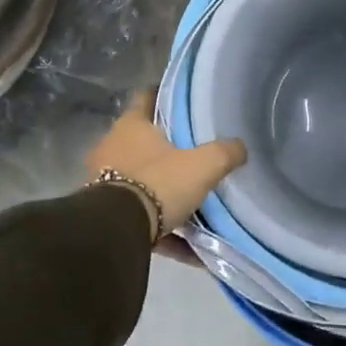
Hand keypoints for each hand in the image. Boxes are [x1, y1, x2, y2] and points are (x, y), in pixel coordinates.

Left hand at [86, 92, 246, 239]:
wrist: (117, 232)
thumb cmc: (159, 184)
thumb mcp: (203, 165)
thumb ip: (225, 152)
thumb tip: (240, 147)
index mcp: (132, 126)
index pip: (146, 97)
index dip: (164, 96)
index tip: (184, 103)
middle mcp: (113, 147)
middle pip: (143, 141)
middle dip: (167, 149)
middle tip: (197, 154)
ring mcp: (104, 181)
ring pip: (141, 181)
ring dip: (164, 191)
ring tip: (196, 202)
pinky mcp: (106, 214)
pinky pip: (142, 218)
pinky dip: (165, 231)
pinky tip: (191, 248)